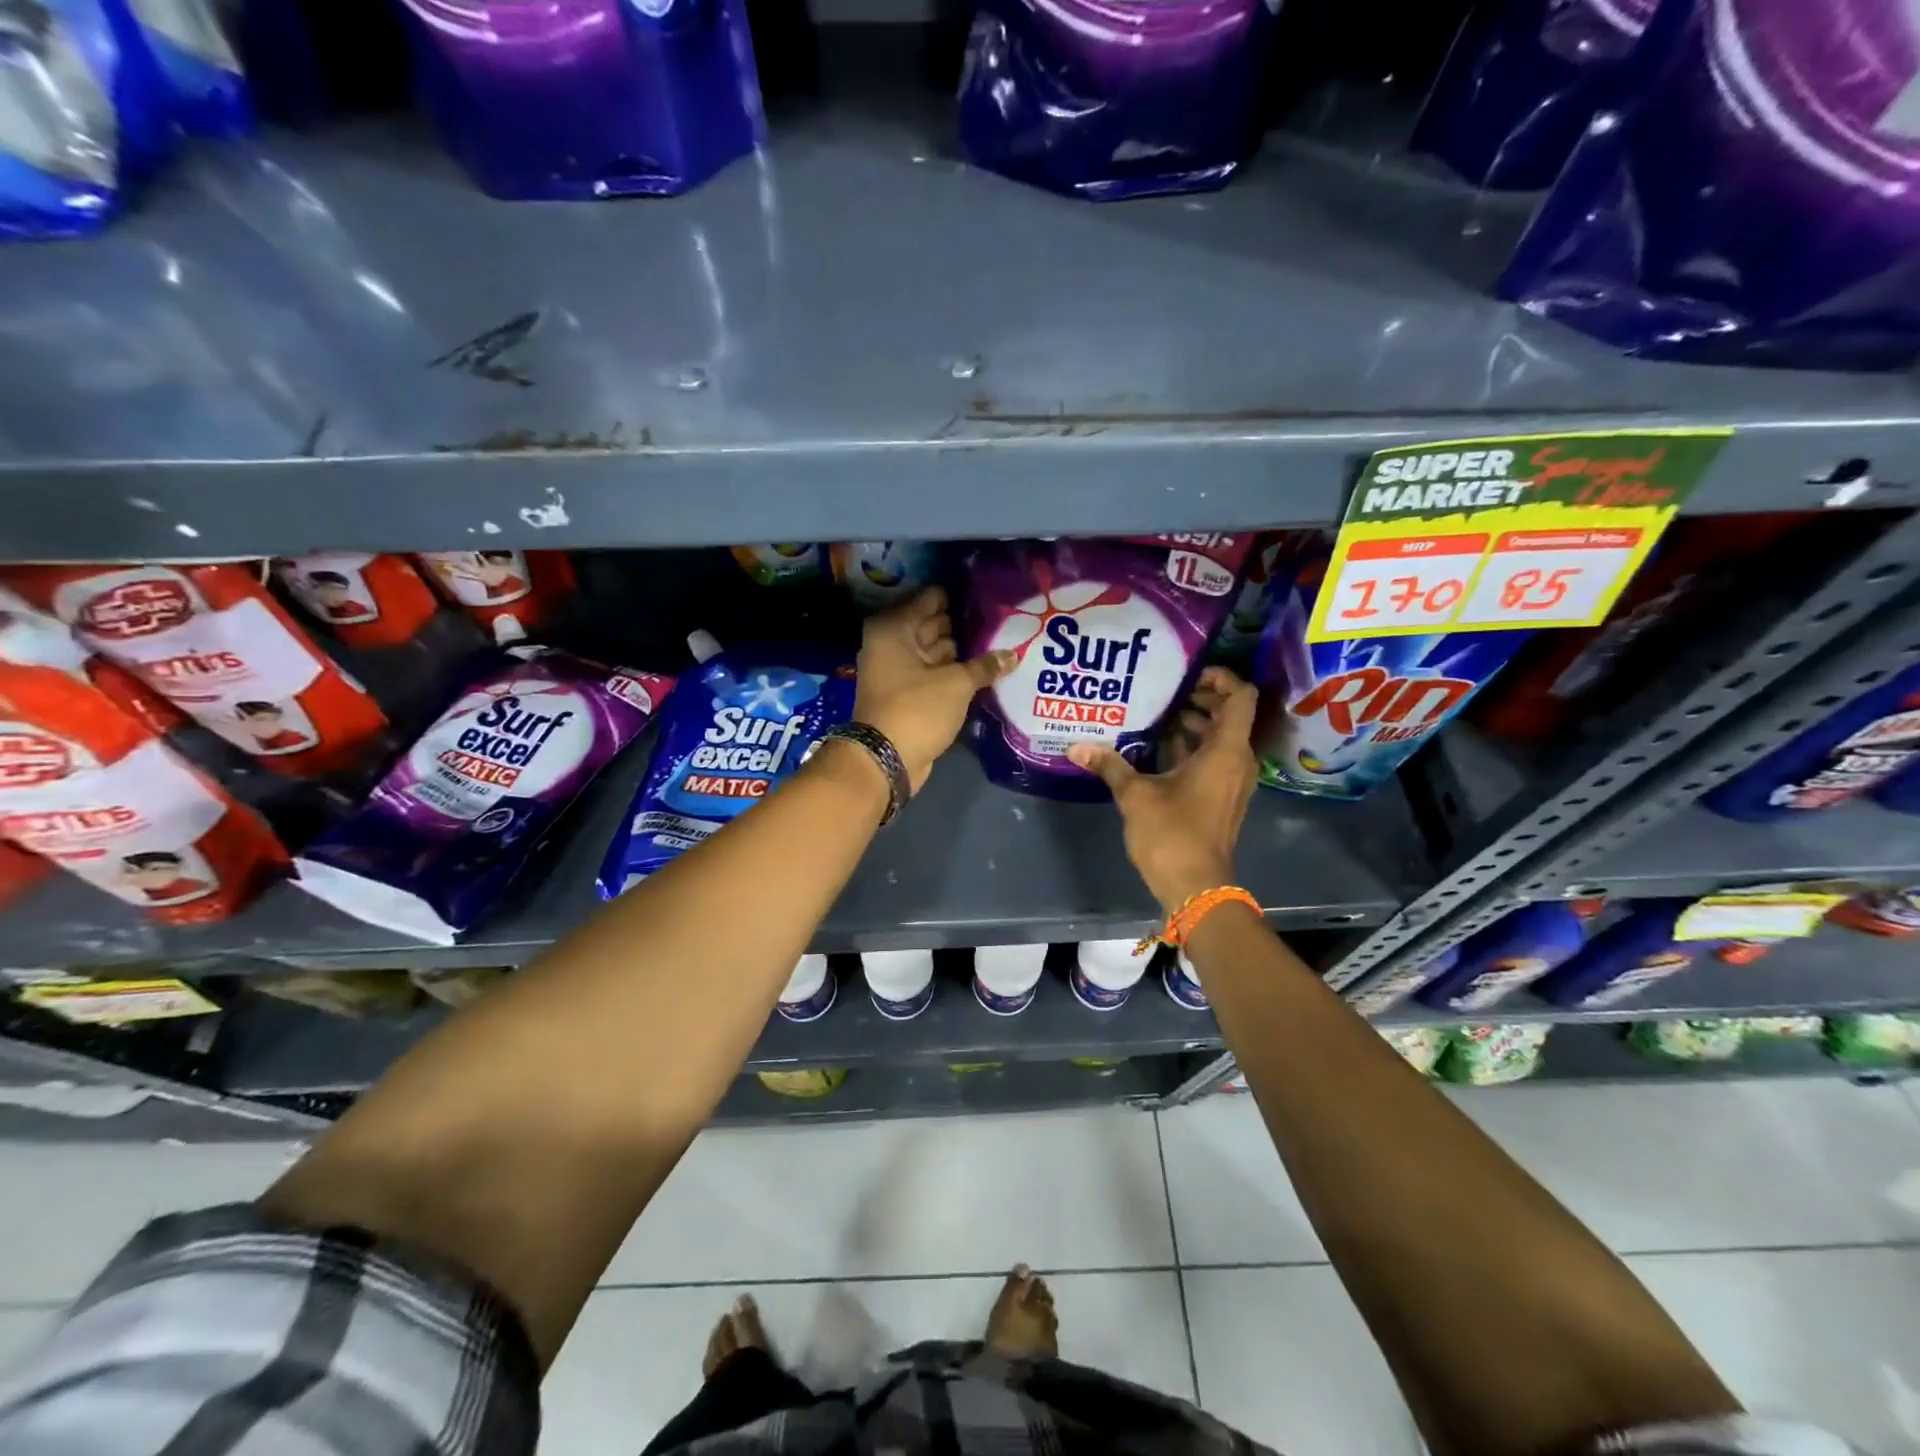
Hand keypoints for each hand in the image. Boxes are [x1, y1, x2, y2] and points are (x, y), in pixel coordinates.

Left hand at [854, 587, 1014, 792]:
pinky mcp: (908, 695)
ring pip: (936, 653)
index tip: (989, 596)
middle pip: (933, 625)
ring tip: (1001, 643)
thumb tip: (1014, 654)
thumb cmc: (916, 709)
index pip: (930, 600)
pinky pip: (935, 675)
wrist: (886, 760)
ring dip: (962, 652)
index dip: (959, 597)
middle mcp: (892, 644)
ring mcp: (898, 671)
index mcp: (894, 629)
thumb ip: (985, 666)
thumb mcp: (956, 684)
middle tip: (1003, 620)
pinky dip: (954, 673)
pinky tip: (985, 670)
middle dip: (964, 625)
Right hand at [1068, 666, 1259, 913]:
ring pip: (1220, 738)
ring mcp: (1233, 781)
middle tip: (1163, 690)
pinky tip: (1156, 748)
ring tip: (1155, 714)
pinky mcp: (1223, 797)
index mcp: (1225, 751)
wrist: (1196, 887)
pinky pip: (1214, 759)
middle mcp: (1237, 760)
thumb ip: (1110, 765)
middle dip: (1199, 699)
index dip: (1220, 678)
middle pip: (1230, 715)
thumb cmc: (1172, 834)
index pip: (1240, 697)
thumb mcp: (1135, 795)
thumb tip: (1076, 746)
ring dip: (1194, 724)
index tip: (1188, 674)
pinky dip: (1192, 747)